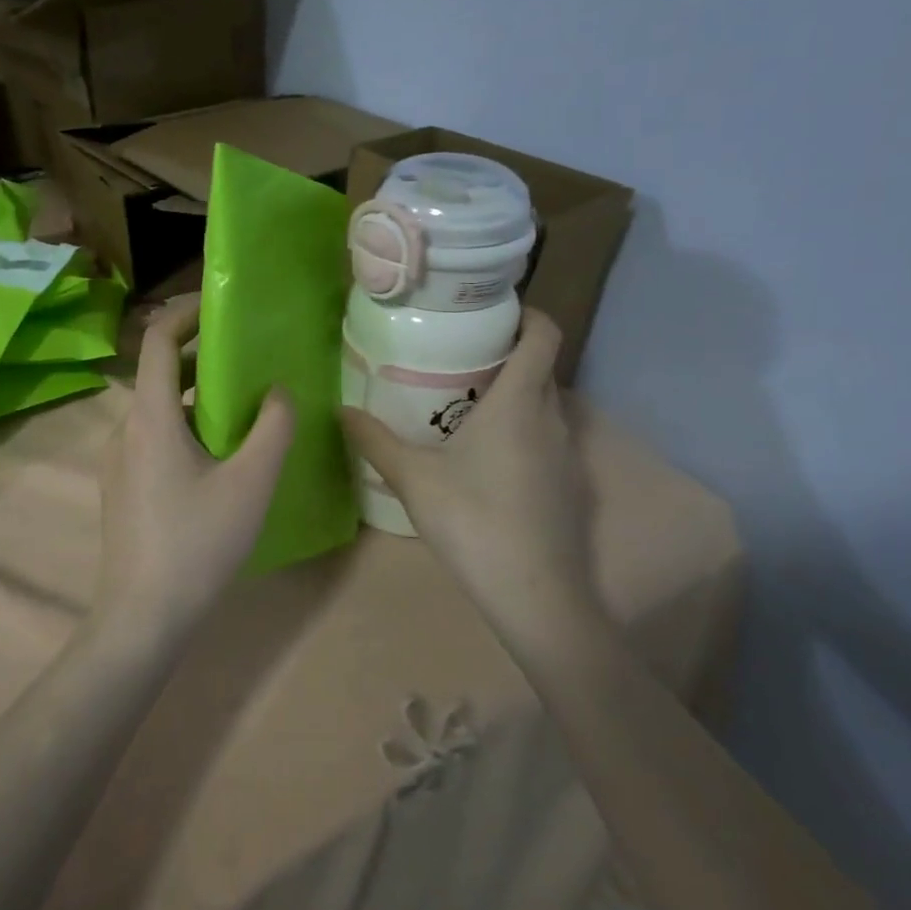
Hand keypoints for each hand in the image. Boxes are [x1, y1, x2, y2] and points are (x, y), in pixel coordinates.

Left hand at [94, 296, 294, 639]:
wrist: (143, 616)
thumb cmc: (199, 544)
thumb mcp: (251, 483)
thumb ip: (273, 428)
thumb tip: (279, 392)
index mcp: (150, 418)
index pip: (158, 341)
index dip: (186, 313)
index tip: (221, 304)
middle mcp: (125, 431)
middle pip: (161, 376)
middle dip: (203, 357)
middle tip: (251, 357)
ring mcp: (119, 463)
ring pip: (161, 412)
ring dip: (199, 398)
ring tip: (246, 407)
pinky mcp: (123, 490)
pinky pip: (155, 441)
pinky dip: (188, 430)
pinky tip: (220, 458)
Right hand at [340, 310, 600, 645]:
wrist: (535, 594)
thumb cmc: (473, 521)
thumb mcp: (414, 479)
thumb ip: (376, 441)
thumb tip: (341, 410)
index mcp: (520, 402)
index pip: (544, 334)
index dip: (527, 314)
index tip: (491, 315)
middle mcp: (552, 419)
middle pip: (542, 368)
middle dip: (507, 357)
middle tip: (459, 362)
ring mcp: (567, 455)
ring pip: (545, 407)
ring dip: (514, 398)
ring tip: (465, 408)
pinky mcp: (569, 487)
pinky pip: (547, 442)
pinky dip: (522, 434)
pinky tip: (487, 463)